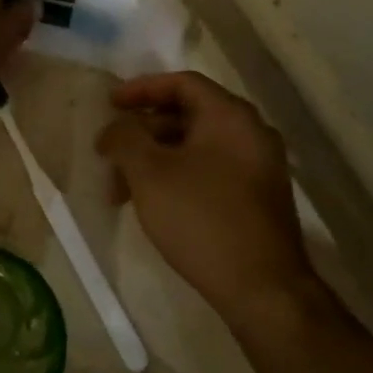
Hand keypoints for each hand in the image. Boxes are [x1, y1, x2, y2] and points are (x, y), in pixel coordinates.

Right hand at [97, 71, 321, 329]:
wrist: (262, 289)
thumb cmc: (201, 219)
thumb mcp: (149, 173)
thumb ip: (125, 138)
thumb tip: (116, 127)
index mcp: (230, 116)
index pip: (182, 83)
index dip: (141, 89)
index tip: (110, 105)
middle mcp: (251, 133)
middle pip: (187, 116)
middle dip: (142, 133)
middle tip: (110, 155)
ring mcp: (258, 167)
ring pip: (195, 148)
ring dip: (154, 161)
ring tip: (120, 193)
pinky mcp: (257, 198)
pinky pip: (210, 171)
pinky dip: (177, 177)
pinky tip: (153, 205)